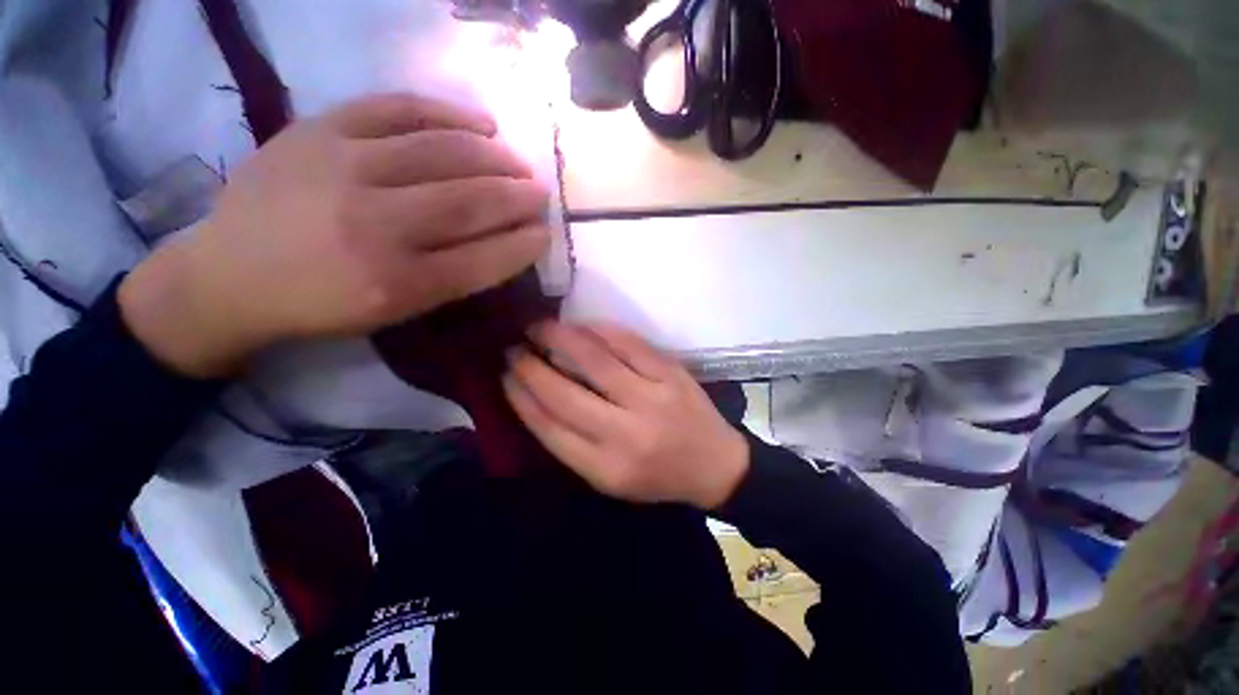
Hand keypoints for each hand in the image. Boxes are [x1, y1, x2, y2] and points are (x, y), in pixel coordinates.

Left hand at [120, 93, 549, 376]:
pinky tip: (479, 121)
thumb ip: (453, 279)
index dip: (523, 244)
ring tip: (516, 161)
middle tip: (540, 193)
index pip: (484, 259)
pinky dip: (448, 111)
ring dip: (494, 156)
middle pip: (470, 202)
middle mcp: (375, 226)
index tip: (545, 232)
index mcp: (397, 284)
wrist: (228, 274)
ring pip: (443, 152)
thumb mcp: (396, 312)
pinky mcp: (319, 128)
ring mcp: (343, 168)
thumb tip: (504, 241)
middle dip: (518, 196)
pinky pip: (398, 108)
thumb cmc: (322, 304)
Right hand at [503, 322, 749, 509]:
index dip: (520, 398)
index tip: (504, 376)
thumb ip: (573, 443)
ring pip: (595, 360)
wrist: (715, 464)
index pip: (549, 428)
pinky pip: (628, 343)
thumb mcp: (610, 478)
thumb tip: (536, 398)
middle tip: (513, 347)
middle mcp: (626, 433)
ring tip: (538, 327)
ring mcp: (652, 398)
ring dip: (560, 339)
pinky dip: (599, 330)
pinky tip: (580, 325)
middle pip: (565, 394)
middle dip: (531, 367)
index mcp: (606, 468)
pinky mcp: (671, 373)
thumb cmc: (657, 476)